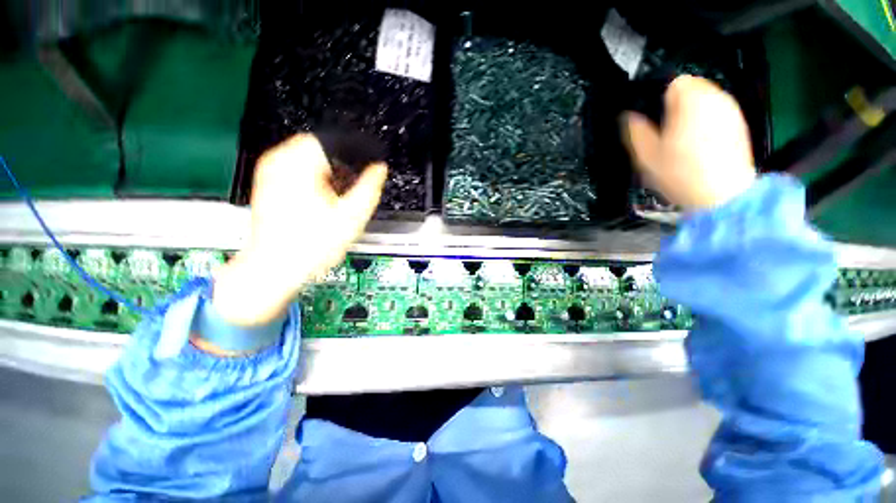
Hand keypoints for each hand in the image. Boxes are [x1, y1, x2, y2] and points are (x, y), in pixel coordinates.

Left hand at [213, 134, 386, 326]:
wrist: (276, 267)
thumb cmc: (312, 244)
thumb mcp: (352, 216)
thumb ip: (369, 187)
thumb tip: (379, 169)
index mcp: (300, 164)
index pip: (332, 139)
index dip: (354, 152)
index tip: (365, 167)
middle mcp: (279, 162)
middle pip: (319, 146)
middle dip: (340, 163)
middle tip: (350, 186)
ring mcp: (269, 173)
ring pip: (306, 157)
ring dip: (326, 171)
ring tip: (336, 195)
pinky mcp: (267, 185)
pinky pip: (294, 169)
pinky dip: (312, 178)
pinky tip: (320, 199)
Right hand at [624, 75, 756, 209]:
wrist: (722, 196)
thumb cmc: (680, 174)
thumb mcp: (646, 156)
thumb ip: (636, 131)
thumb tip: (629, 117)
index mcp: (690, 101)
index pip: (674, 82)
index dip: (659, 97)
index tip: (652, 117)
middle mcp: (715, 98)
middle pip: (691, 88)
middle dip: (676, 104)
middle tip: (664, 130)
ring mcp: (730, 110)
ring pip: (705, 99)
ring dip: (691, 111)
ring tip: (681, 137)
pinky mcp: (738, 123)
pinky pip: (717, 112)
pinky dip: (706, 120)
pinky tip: (699, 143)